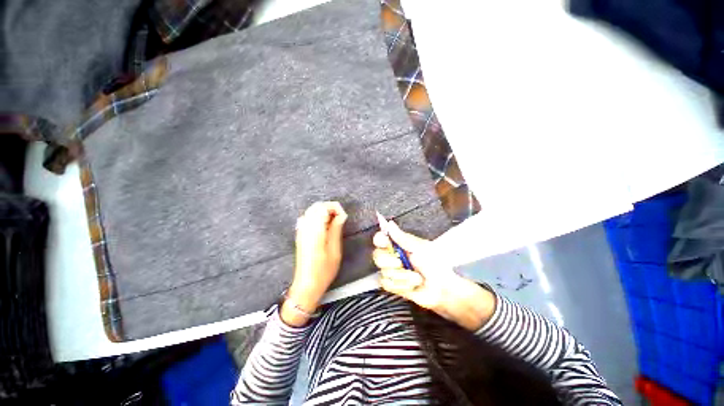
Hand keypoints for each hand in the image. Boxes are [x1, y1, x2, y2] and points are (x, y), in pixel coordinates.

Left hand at [282, 201, 346, 326]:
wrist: (307, 284)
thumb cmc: (324, 270)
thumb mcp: (335, 250)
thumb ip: (336, 229)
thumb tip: (341, 215)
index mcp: (314, 230)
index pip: (323, 206)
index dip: (335, 207)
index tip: (344, 217)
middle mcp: (305, 227)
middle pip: (316, 206)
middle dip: (330, 208)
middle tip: (340, 219)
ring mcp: (301, 230)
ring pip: (312, 211)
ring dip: (324, 213)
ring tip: (334, 223)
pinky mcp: (300, 235)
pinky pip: (308, 218)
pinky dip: (318, 217)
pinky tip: (325, 228)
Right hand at [372, 220, 495, 330]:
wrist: (443, 290)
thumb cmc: (436, 266)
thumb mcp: (420, 248)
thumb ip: (402, 237)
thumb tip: (390, 224)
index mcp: (400, 245)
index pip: (381, 238)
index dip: (380, 240)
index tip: (385, 243)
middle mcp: (394, 256)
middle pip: (377, 255)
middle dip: (391, 262)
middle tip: (402, 263)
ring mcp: (393, 271)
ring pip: (383, 271)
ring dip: (402, 276)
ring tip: (415, 277)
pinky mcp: (394, 285)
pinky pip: (386, 284)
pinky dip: (400, 286)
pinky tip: (410, 285)